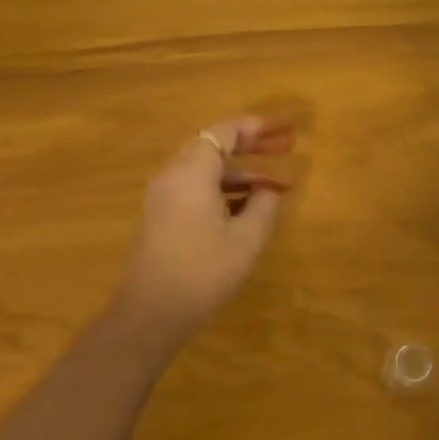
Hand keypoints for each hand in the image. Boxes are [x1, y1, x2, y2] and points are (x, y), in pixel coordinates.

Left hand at [115, 116, 295, 339]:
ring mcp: (165, 197)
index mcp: (192, 171)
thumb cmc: (204, 269)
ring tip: (277, 183)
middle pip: (214, 146)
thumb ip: (264, 205)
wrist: (152, 311)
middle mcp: (173, 175)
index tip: (283, 129)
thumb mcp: (247, 237)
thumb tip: (268, 189)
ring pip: (206, 170)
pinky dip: (225, 189)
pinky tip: (250, 206)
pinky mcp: (163, 217)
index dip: (255, 128)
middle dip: (251, 145)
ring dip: (241, 172)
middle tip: (286, 146)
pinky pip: (197, 188)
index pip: (224, 132)